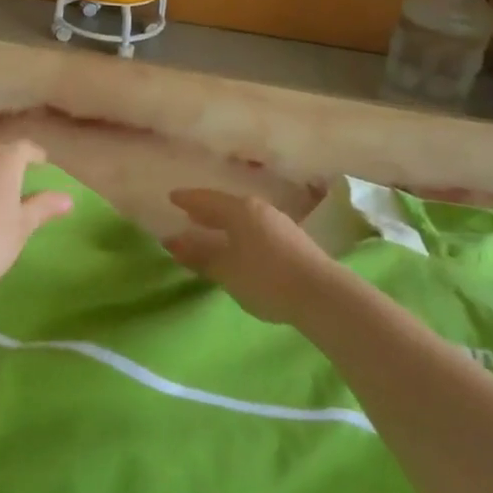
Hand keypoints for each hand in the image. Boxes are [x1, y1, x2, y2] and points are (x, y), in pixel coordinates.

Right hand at [166, 189, 341, 324]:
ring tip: (211, 228)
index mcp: (240, 210)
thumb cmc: (265, 278)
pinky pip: (256, 228)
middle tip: (188, 213)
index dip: (188, 199)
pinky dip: (240, 232)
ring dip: (225, 222)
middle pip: (227, 206)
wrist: (321, 294)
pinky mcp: (292, 240)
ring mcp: (279, 224)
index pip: (207, 199)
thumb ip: (198, 255)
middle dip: (206, 210)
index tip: (172, 198)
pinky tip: (239, 244)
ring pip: (243, 217)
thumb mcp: (226, 270)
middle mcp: (259, 210)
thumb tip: (171, 241)